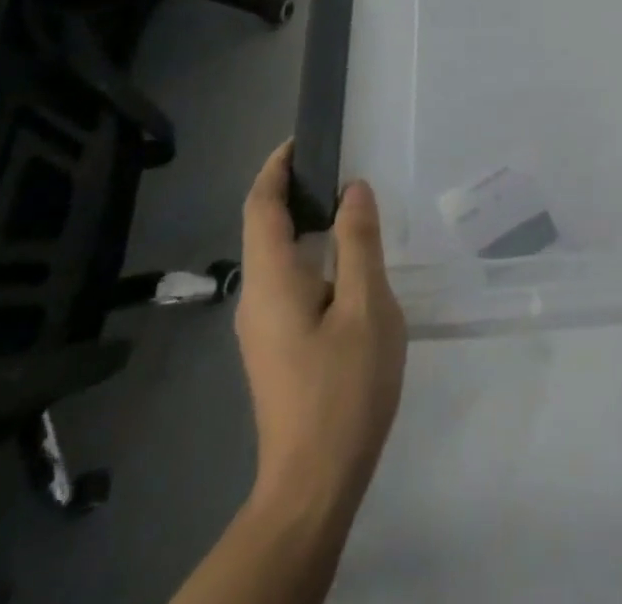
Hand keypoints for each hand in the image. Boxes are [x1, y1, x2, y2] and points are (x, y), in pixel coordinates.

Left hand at [236, 141, 406, 527]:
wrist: (314, 483)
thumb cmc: (343, 388)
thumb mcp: (365, 306)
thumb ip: (358, 242)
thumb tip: (352, 189)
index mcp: (271, 280)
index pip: (260, 206)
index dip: (276, 167)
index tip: (304, 139)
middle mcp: (255, 297)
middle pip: (264, 227)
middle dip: (293, 188)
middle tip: (339, 164)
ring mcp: (262, 326)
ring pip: (276, 255)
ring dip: (303, 220)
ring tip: (348, 203)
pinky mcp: (275, 346)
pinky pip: (286, 279)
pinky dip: (309, 250)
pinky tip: (345, 259)